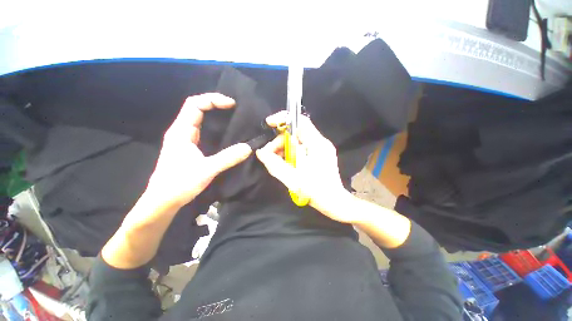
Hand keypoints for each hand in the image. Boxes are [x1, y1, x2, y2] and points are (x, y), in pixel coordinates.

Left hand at [146, 93, 251, 208]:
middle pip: (196, 108)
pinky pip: (202, 130)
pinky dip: (214, 126)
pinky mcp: (189, 147)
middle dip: (215, 104)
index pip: (194, 104)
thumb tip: (248, 147)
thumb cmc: (180, 183)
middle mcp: (181, 131)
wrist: (163, 200)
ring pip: (199, 119)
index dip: (213, 99)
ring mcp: (185, 139)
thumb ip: (228, 158)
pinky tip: (225, 132)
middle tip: (235, 108)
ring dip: (215, 114)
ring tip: (232, 117)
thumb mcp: (207, 170)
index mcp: (181, 131)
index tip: (231, 104)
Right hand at [255, 111, 353, 222]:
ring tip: (276, 160)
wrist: (333, 202)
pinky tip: (286, 162)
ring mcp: (321, 148)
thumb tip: (261, 152)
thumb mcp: (291, 178)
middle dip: (280, 141)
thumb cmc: (314, 190)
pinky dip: (292, 152)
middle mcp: (320, 142)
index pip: (300, 120)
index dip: (283, 119)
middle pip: (296, 132)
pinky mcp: (320, 154)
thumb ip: (274, 163)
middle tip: (269, 154)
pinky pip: (302, 147)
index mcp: (316, 144)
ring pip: (298, 140)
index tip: (269, 124)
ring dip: (285, 148)